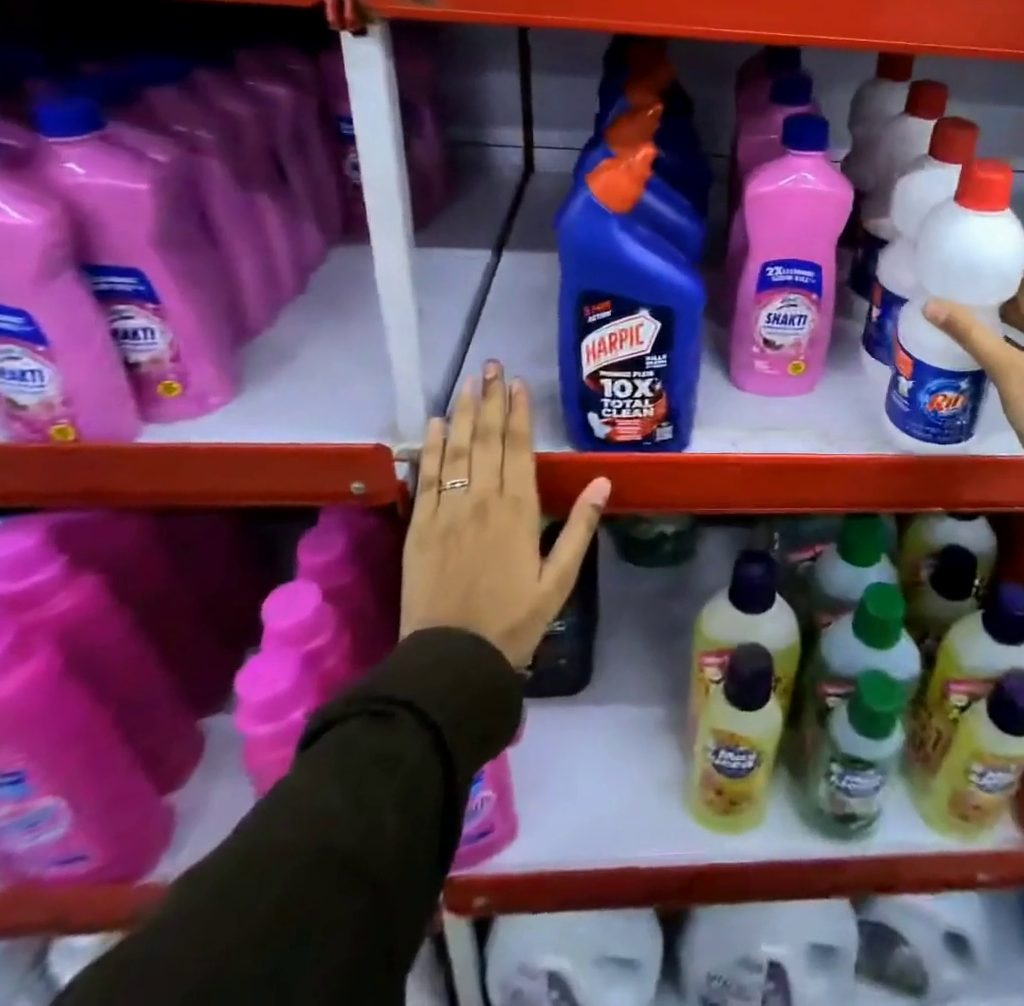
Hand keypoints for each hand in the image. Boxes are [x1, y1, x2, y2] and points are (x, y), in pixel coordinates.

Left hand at [403, 362, 610, 666]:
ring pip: (457, 450)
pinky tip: (435, 423)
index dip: (519, 412)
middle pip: (487, 439)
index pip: (519, 448)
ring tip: (467, 382)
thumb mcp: (559, 579)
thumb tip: (604, 481)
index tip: (517, 383)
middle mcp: (483, 500)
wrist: (453, 659)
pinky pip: (426, 477)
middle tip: (491, 366)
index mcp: (519, 510)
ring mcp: (447, 511)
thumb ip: (579, 527)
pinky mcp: (419, 526)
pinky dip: (431, 447)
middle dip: (491, 399)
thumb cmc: (514, 620)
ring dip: (463, 412)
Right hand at [922, 246, 1023, 482]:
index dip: (1014, 251)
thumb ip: (970, 334)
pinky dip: (1006, 329)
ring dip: (999, 306)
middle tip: (957, 267)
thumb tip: (930, 304)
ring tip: (959, 292)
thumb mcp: (1008, 370)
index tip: (979, 240)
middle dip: (998, 279)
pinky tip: (975, 327)